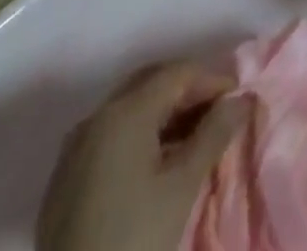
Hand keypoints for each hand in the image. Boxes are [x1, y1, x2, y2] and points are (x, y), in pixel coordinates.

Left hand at [36, 62, 250, 250]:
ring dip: (165, 112)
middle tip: (218, 113)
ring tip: (194, 137)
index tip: (238, 101)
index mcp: (124, 112)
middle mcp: (96, 118)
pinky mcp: (64, 180)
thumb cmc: (133, 241)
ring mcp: (74, 150)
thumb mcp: (183, 186)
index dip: (213, 81)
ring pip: (130, 108)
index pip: (179, 73)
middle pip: (152, 82)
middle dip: (188, 91)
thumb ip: (215, 133)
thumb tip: (242, 99)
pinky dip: (140, 134)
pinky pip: (110, 135)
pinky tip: (157, 161)